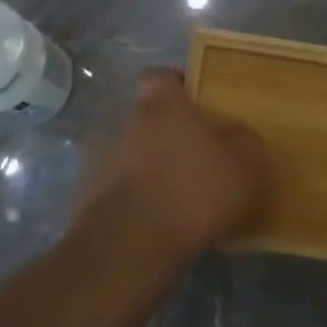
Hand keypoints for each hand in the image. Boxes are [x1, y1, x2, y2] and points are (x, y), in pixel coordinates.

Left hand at [75, 69, 265, 263]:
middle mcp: (123, 122)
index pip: (161, 76)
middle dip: (165, 135)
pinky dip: (131, 202)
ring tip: (174, 199)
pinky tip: (153, 226)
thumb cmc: (190, 192)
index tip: (197, 105)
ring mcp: (98, 161)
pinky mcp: (84, 199)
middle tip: (194, 159)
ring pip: (128, 155)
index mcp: (159, 104)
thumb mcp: (240, 165)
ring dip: (146, 170)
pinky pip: (114, 192)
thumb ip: (242, 141)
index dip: (178, 86)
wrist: (127, 249)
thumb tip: (236, 135)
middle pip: (145, 118)